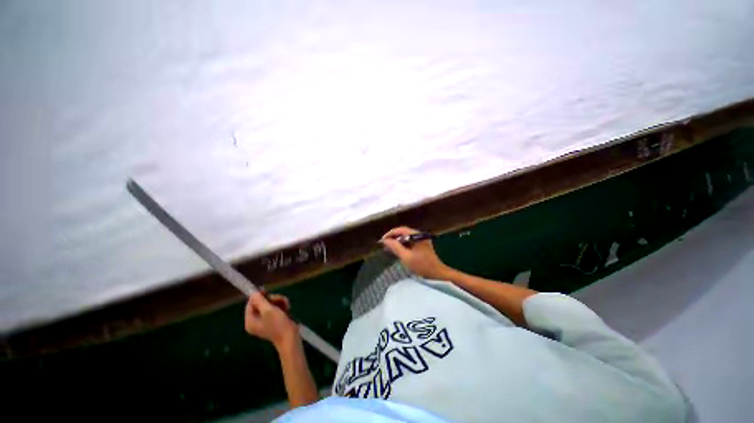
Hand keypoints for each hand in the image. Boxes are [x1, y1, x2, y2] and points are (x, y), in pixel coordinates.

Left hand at [244, 291, 298, 349]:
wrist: (290, 337)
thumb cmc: (278, 324)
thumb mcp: (268, 311)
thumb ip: (260, 301)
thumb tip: (253, 292)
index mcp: (250, 321)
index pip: (250, 304)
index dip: (258, 296)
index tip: (266, 290)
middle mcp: (255, 321)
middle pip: (261, 303)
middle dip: (272, 299)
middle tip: (280, 300)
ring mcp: (265, 321)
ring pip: (270, 304)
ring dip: (279, 302)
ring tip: (286, 304)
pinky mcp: (273, 320)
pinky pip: (275, 308)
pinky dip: (282, 306)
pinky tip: (287, 308)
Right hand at [380, 226, 451, 279]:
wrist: (437, 274)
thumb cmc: (422, 266)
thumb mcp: (406, 257)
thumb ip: (395, 247)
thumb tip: (385, 240)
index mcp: (417, 235)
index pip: (400, 230)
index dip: (390, 234)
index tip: (382, 241)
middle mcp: (419, 234)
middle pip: (403, 232)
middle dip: (393, 237)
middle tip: (384, 244)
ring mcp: (421, 239)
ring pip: (406, 237)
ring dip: (397, 241)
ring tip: (388, 248)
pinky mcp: (422, 245)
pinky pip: (409, 241)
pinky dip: (402, 245)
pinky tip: (397, 250)